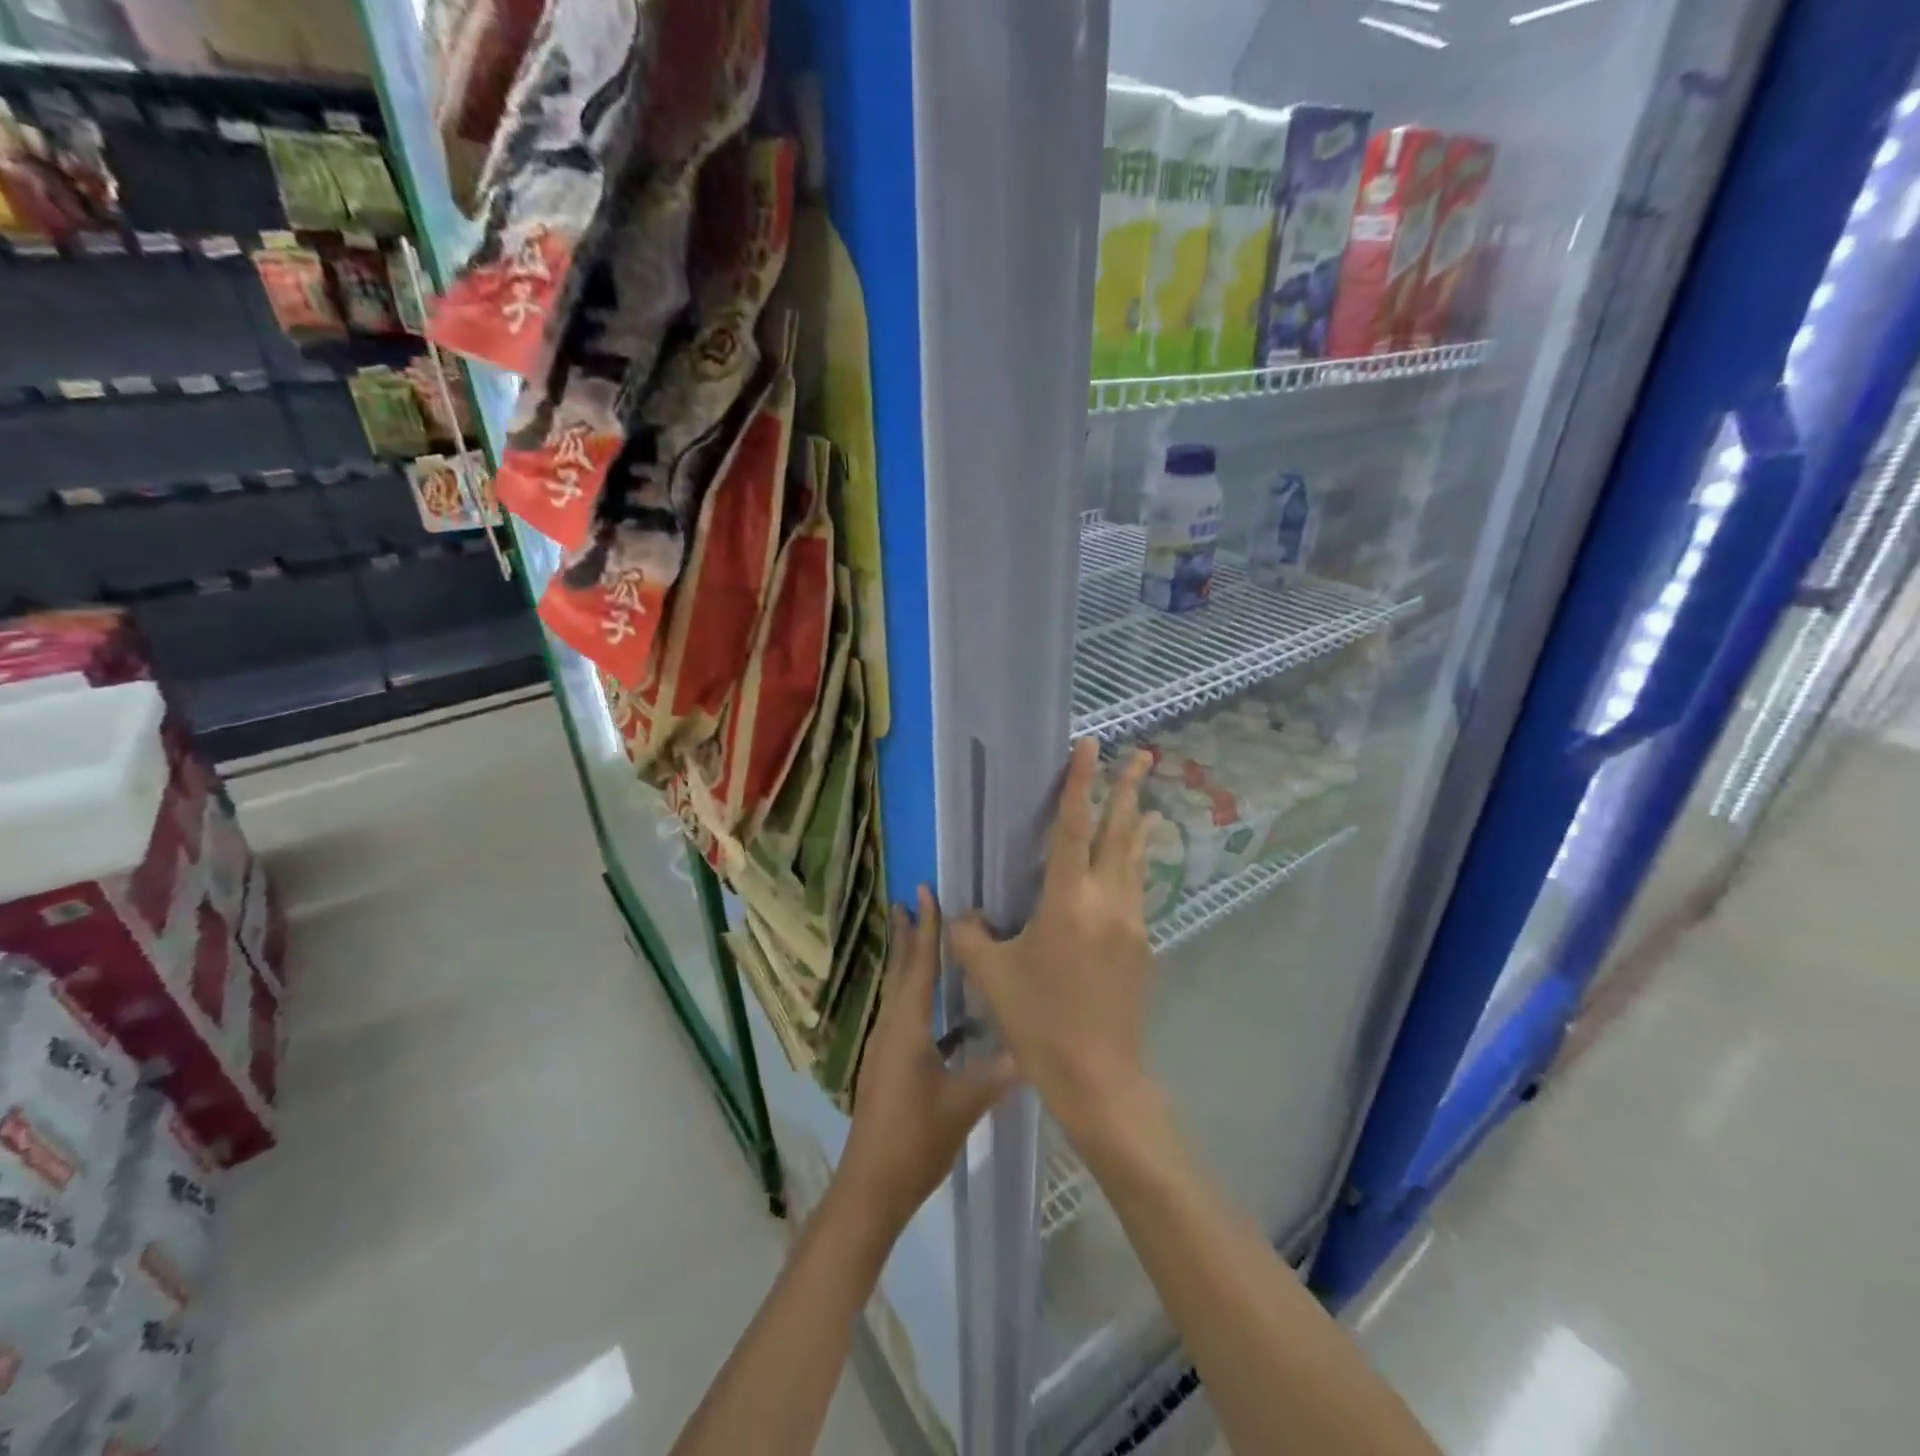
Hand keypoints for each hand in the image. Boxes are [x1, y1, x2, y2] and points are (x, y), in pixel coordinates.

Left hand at [836, 887, 1016, 1233]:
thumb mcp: (963, 1105)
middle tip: (912, 898)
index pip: (919, 966)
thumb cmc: (915, 1140)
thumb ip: (997, 1073)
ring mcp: (885, 1046)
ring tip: (918, 932)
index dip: (925, 928)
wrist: (870, 1187)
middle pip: (901, 969)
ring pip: (898, 989)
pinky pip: (900, 1011)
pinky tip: (934, 1002)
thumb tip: (1032, 1046)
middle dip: (908, 933)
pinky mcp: (886, 1063)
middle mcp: (890, 1027)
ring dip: (908, 957)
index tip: (923, 892)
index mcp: (907, 1028)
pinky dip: (913, 990)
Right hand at [951, 738, 1160, 1145]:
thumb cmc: (1038, 1022)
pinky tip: (1131, 867)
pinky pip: (1137, 891)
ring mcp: (1132, 923)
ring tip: (1145, 802)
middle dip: (1129, 789)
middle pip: (1120, 832)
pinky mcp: (1142, 946)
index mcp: (1068, 900)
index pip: (1073, 826)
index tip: (1090, 745)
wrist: (1099, 1077)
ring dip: (1137, 826)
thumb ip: (969, 935)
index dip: (1079, 782)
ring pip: (1135, 861)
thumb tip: (961, 914)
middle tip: (1143, 755)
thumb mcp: (990, 976)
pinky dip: (1135, 866)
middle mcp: (1108, 901)